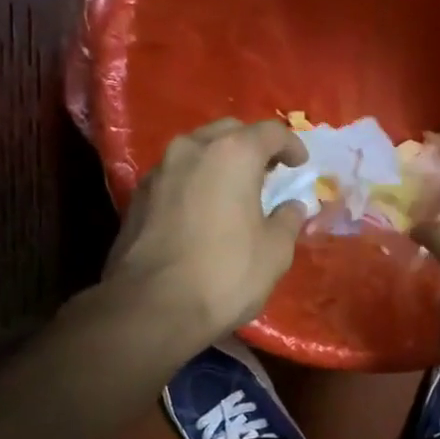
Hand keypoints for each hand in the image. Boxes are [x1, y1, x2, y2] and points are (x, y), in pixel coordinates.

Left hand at [102, 118, 308, 346]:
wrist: (152, 306)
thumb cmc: (225, 274)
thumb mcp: (274, 252)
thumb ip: (287, 220)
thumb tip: (292, 207)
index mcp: (233, 153)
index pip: (271, 132)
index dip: (292, 145)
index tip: (300, 163)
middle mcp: (193, 149)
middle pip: (229, 132)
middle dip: (252, 146)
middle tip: (268, 172)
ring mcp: (159, 170)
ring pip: (197, 150)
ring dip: (219, 162)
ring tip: (234, 190)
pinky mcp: (138, 195)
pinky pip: (176, 175)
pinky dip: (195, 182)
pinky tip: (203, 209)